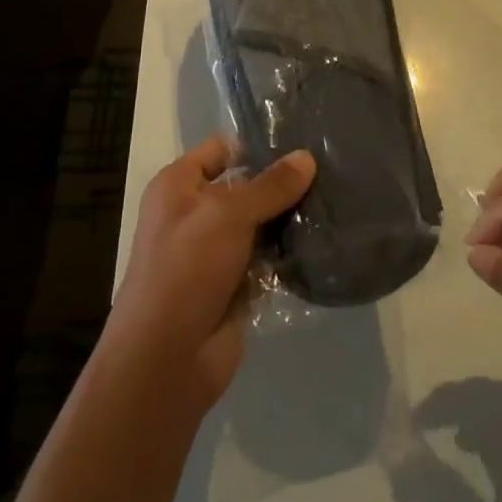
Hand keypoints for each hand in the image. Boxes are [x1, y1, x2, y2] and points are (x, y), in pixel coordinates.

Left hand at [106, 135, 314, 411]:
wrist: (166, 359)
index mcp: (178, 185)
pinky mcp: (234, 284)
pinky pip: (266, 258)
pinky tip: (323, 240)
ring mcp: (215, 251)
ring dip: (289, 219)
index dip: (258, 144)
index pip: (222, 148)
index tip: (304, 142)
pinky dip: (288, 254)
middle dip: (283, 182)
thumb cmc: (186, 270)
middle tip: (331, 170)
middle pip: (246, 186)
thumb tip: (307, 157)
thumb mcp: (227, 215)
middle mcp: (195, 213)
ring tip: (336, 201)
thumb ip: (270, 186)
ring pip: (260, 223)